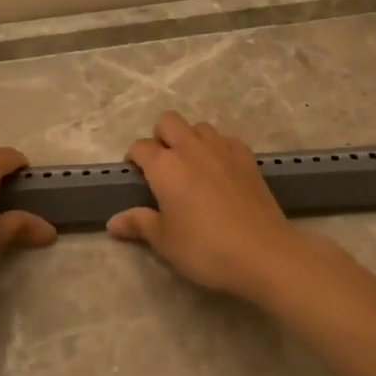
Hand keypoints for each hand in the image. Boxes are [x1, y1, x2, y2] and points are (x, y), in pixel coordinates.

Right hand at [107, 111, 310, 299]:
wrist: (262, 253)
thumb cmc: (204, 248)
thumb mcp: (164, 241)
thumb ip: (138, 224)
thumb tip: (113, 222)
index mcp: (165, 166)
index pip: (140, 147)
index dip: (134, 158)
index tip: (135, 176)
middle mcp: (191, 148)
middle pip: (169, 122)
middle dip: (160, 137)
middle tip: (162, 166)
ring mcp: (223, 149)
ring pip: (199, 127)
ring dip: (189, 139)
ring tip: (191, 166)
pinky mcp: (247, 158)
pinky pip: (226, 139)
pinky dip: (217, 147)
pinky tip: (219, 170)